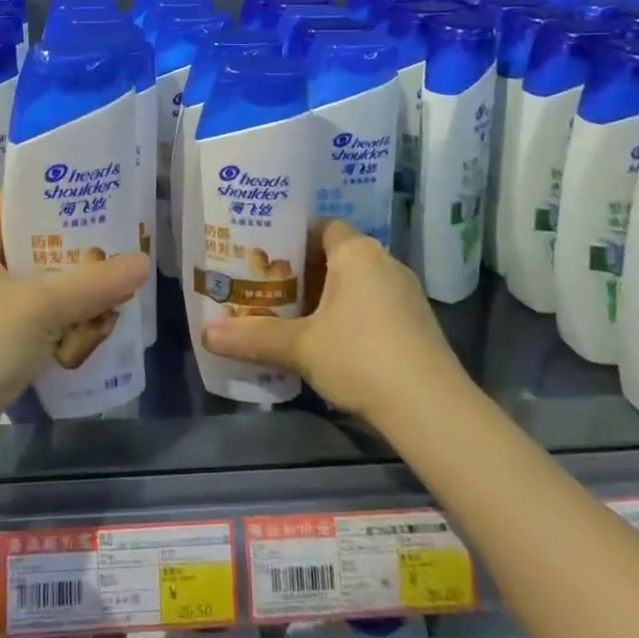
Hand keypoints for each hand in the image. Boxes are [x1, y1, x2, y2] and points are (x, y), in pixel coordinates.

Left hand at [0, 193, 147, 476]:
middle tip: (119, 248)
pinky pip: (31, 325)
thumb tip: (142, 261)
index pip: (14, 202)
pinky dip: (58, 328)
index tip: (98, 197)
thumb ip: (93, 284)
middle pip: (30, 247)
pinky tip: (92, 334)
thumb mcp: (40, 309)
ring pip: (35, 290)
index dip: (54, 196)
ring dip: (71, 296)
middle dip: (74, 253)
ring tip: (116, 293)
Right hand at [201, 220, 467, 422]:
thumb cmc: (361, 357)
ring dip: (331, 296)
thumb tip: (205, 334)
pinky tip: (334, 343)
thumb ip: (254, 337)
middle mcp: (385, 262)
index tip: (267, 258)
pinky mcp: (419, 323)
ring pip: (358, 282)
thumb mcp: (301, 347)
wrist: (433, 410)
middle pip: (338, 255)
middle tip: (273, 289)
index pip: (322, 227)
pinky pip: (376, 304)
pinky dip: (354, 315)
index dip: (293, 239)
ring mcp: (407, 293)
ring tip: (296, 317)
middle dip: (307, 271)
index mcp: (357, 252)